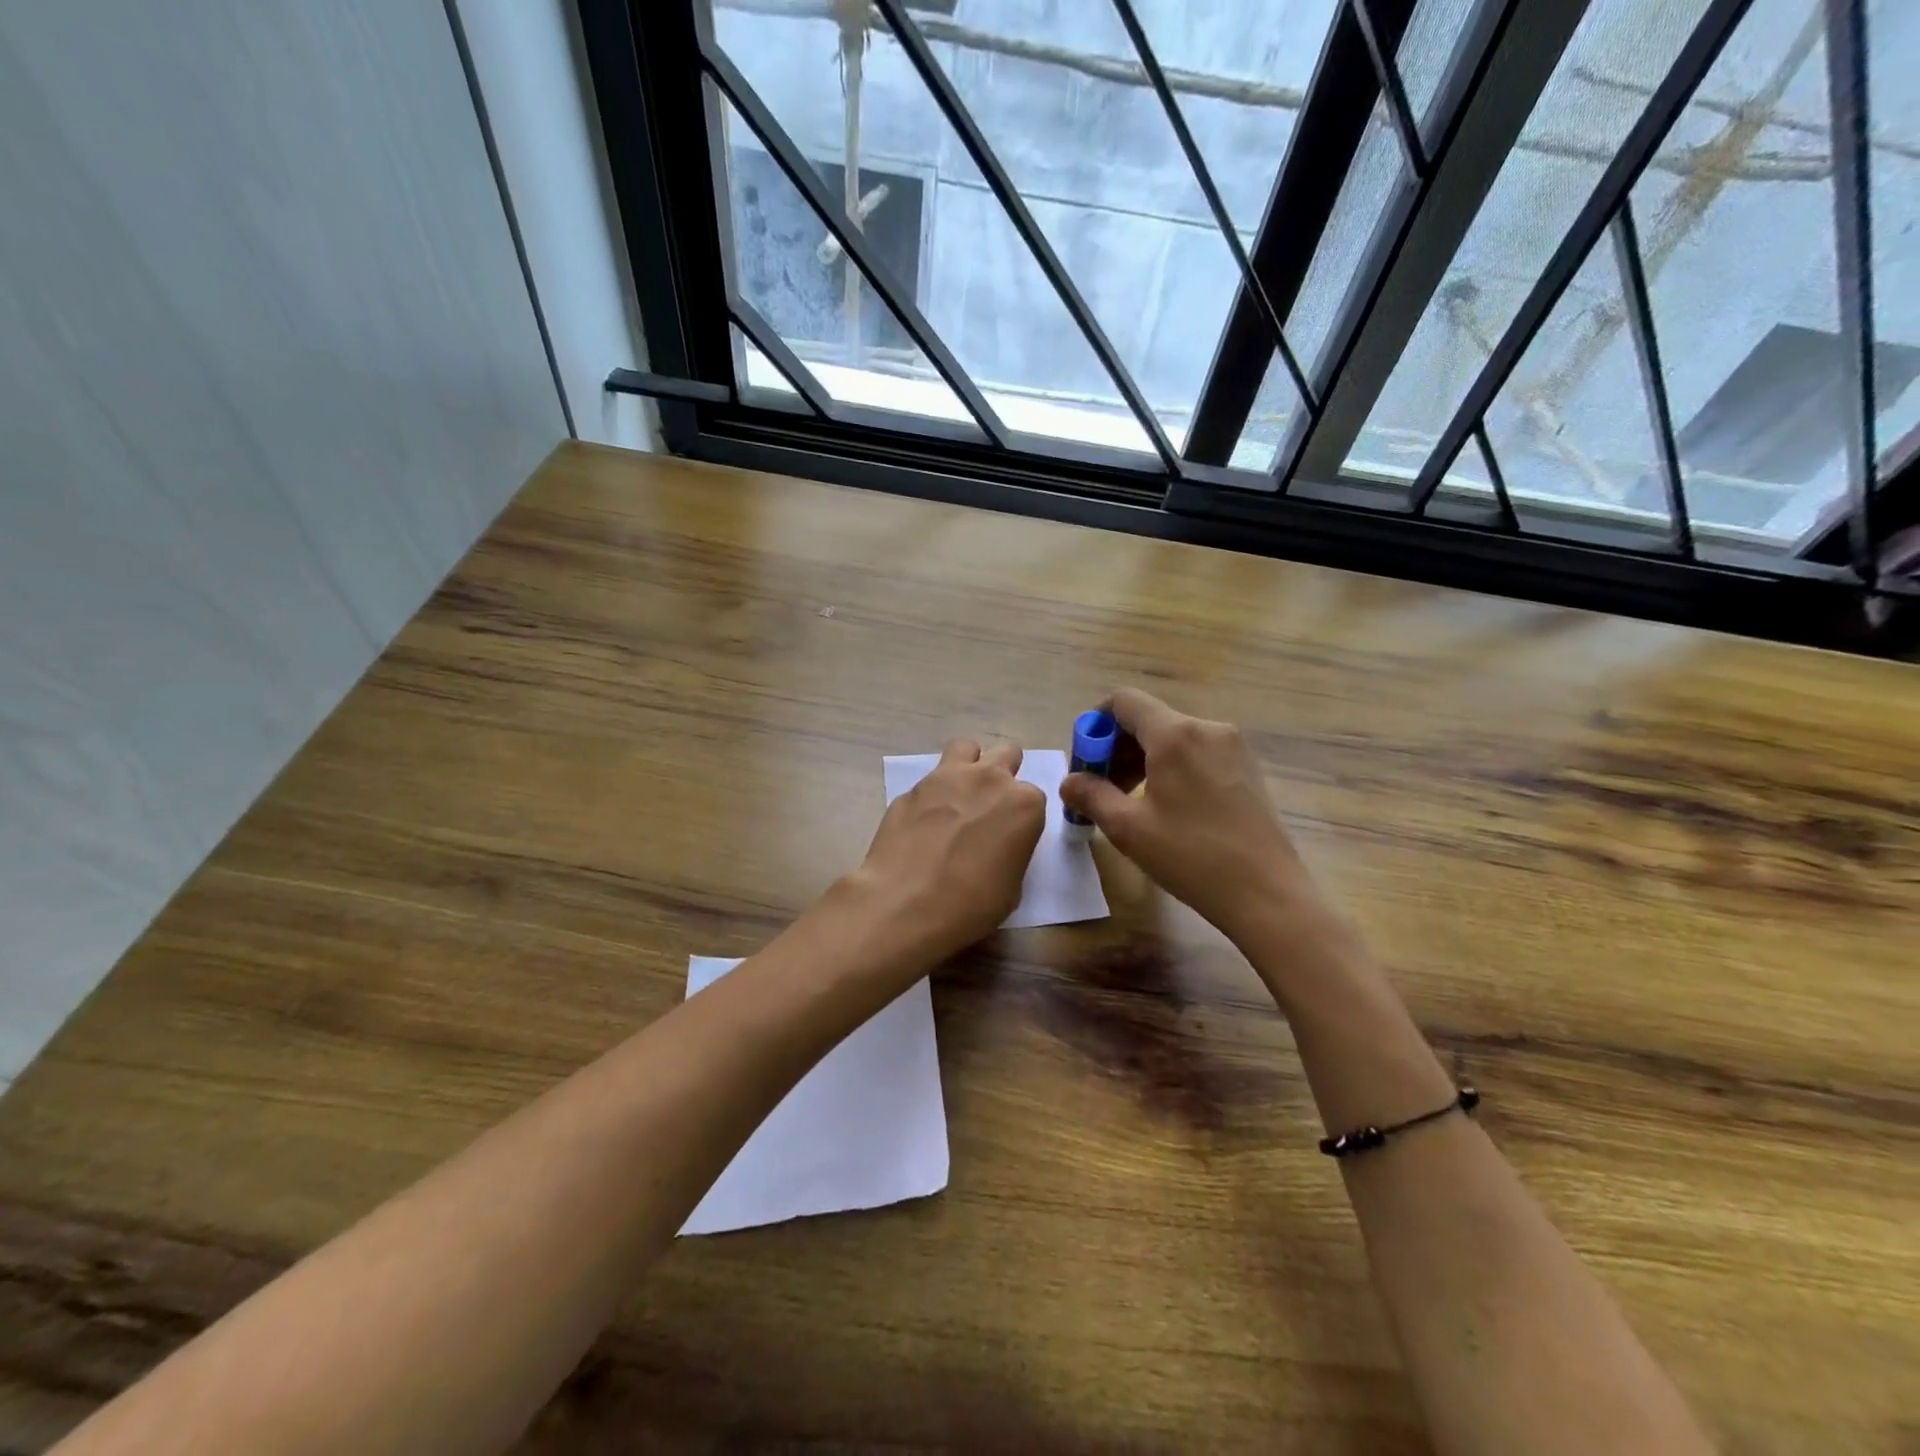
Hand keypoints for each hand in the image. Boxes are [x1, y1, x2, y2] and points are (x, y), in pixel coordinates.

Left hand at [845, 738, 1044, 964]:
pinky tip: (922, 824)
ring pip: (966, 748)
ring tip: (959, 796)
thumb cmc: (970, 904)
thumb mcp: (1012, 887)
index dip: (1022, 815)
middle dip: (1003, 773)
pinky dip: (931, 796)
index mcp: (1023, 803)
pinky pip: (928, 781)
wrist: (904, 904)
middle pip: (1006, 754)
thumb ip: (1011, 849)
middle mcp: (989, 779)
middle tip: (991, 805)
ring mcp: (945, 778)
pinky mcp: (911, 789)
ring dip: (969, 765)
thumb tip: (997, 843)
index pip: (1033, 796)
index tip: (1011, 835)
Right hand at [1060, 688, 1319, 947]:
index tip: (1086, 762)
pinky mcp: (1246, 767)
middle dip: (1116, 747)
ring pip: (1172, 737)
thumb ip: (1092, 796)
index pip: (1124, 701)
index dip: (1096, 724)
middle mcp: (1207, 728)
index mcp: (1175, 735)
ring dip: (1142, 759)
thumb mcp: (1128, 828)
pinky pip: (1196, 752)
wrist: (1267, 893)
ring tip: (1130, 802)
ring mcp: (1232, 746)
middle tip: (1101, 788)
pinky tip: (1167, 806)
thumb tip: (1069, 782)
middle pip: (1148, 719)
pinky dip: (1171, 767)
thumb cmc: (1191, 857)